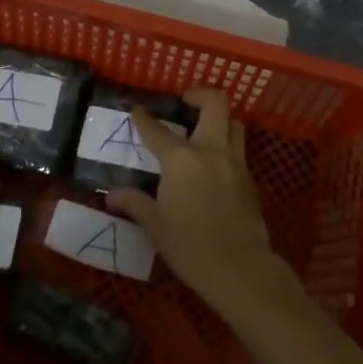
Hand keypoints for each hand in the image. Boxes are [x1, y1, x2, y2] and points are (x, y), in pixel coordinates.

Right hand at [106, 89, 286, 307]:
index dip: (143, 118)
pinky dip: (227, 147)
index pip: (156, 130)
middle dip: (199, 95)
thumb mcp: (155, 225)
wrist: (239, 268)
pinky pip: (239, 151)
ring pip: (234, 123)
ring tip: (203, 131)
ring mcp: (235, 163)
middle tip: (185, 103)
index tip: (136, 109)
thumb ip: (134, 203)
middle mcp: (211, 150)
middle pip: (215, 103)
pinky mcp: (250, 180)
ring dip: (219, 119)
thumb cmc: (189, 245)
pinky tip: (215, 167)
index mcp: (181, 159)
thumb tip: (111, 195)